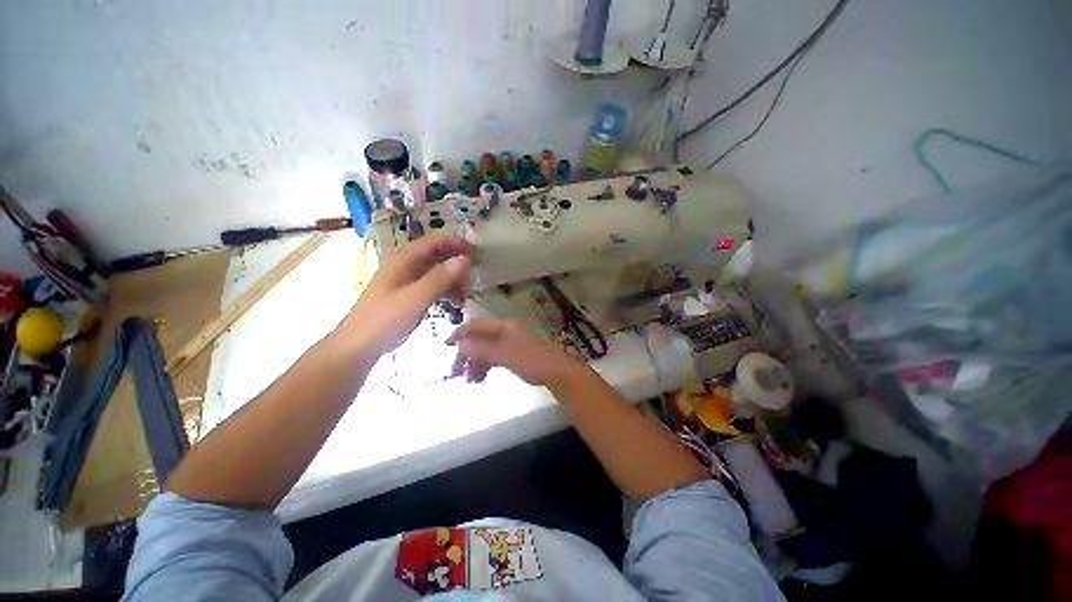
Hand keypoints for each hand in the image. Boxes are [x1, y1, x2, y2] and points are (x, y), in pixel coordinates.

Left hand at [339, 236, 474, 355]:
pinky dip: (446, 292)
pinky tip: (456, 303)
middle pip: (436, 257)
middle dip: (456, 264)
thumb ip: (440, 278)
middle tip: (474, 276)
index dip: (455, 243)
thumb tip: (465, 259)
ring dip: (453, 281)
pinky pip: (432, 287)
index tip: (476, 251)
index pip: (433, 243)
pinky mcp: (408, 297)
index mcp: (402, 260)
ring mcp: (406, 282)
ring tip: (466, 295)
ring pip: (436, 273)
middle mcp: (404, 267)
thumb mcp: (415, 298)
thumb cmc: (384, 320)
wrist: (357, 348)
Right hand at [446, 318, 584, 386]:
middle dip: (467, 353)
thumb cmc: (532, 362)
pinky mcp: (516, 353)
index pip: (477, 325)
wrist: (558, 373)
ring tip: (471, 381)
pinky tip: (482, 377)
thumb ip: (482, 350)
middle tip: (457, 372)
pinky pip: (495, 356)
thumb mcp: (505, 356)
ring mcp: (512, 341)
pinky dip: (487, 365)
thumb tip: (458, 345)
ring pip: (487, 349)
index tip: (446, 347)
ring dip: (476, 362)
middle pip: (480, 338)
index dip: (460, 334)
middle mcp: (507, 330)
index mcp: (504, 326)